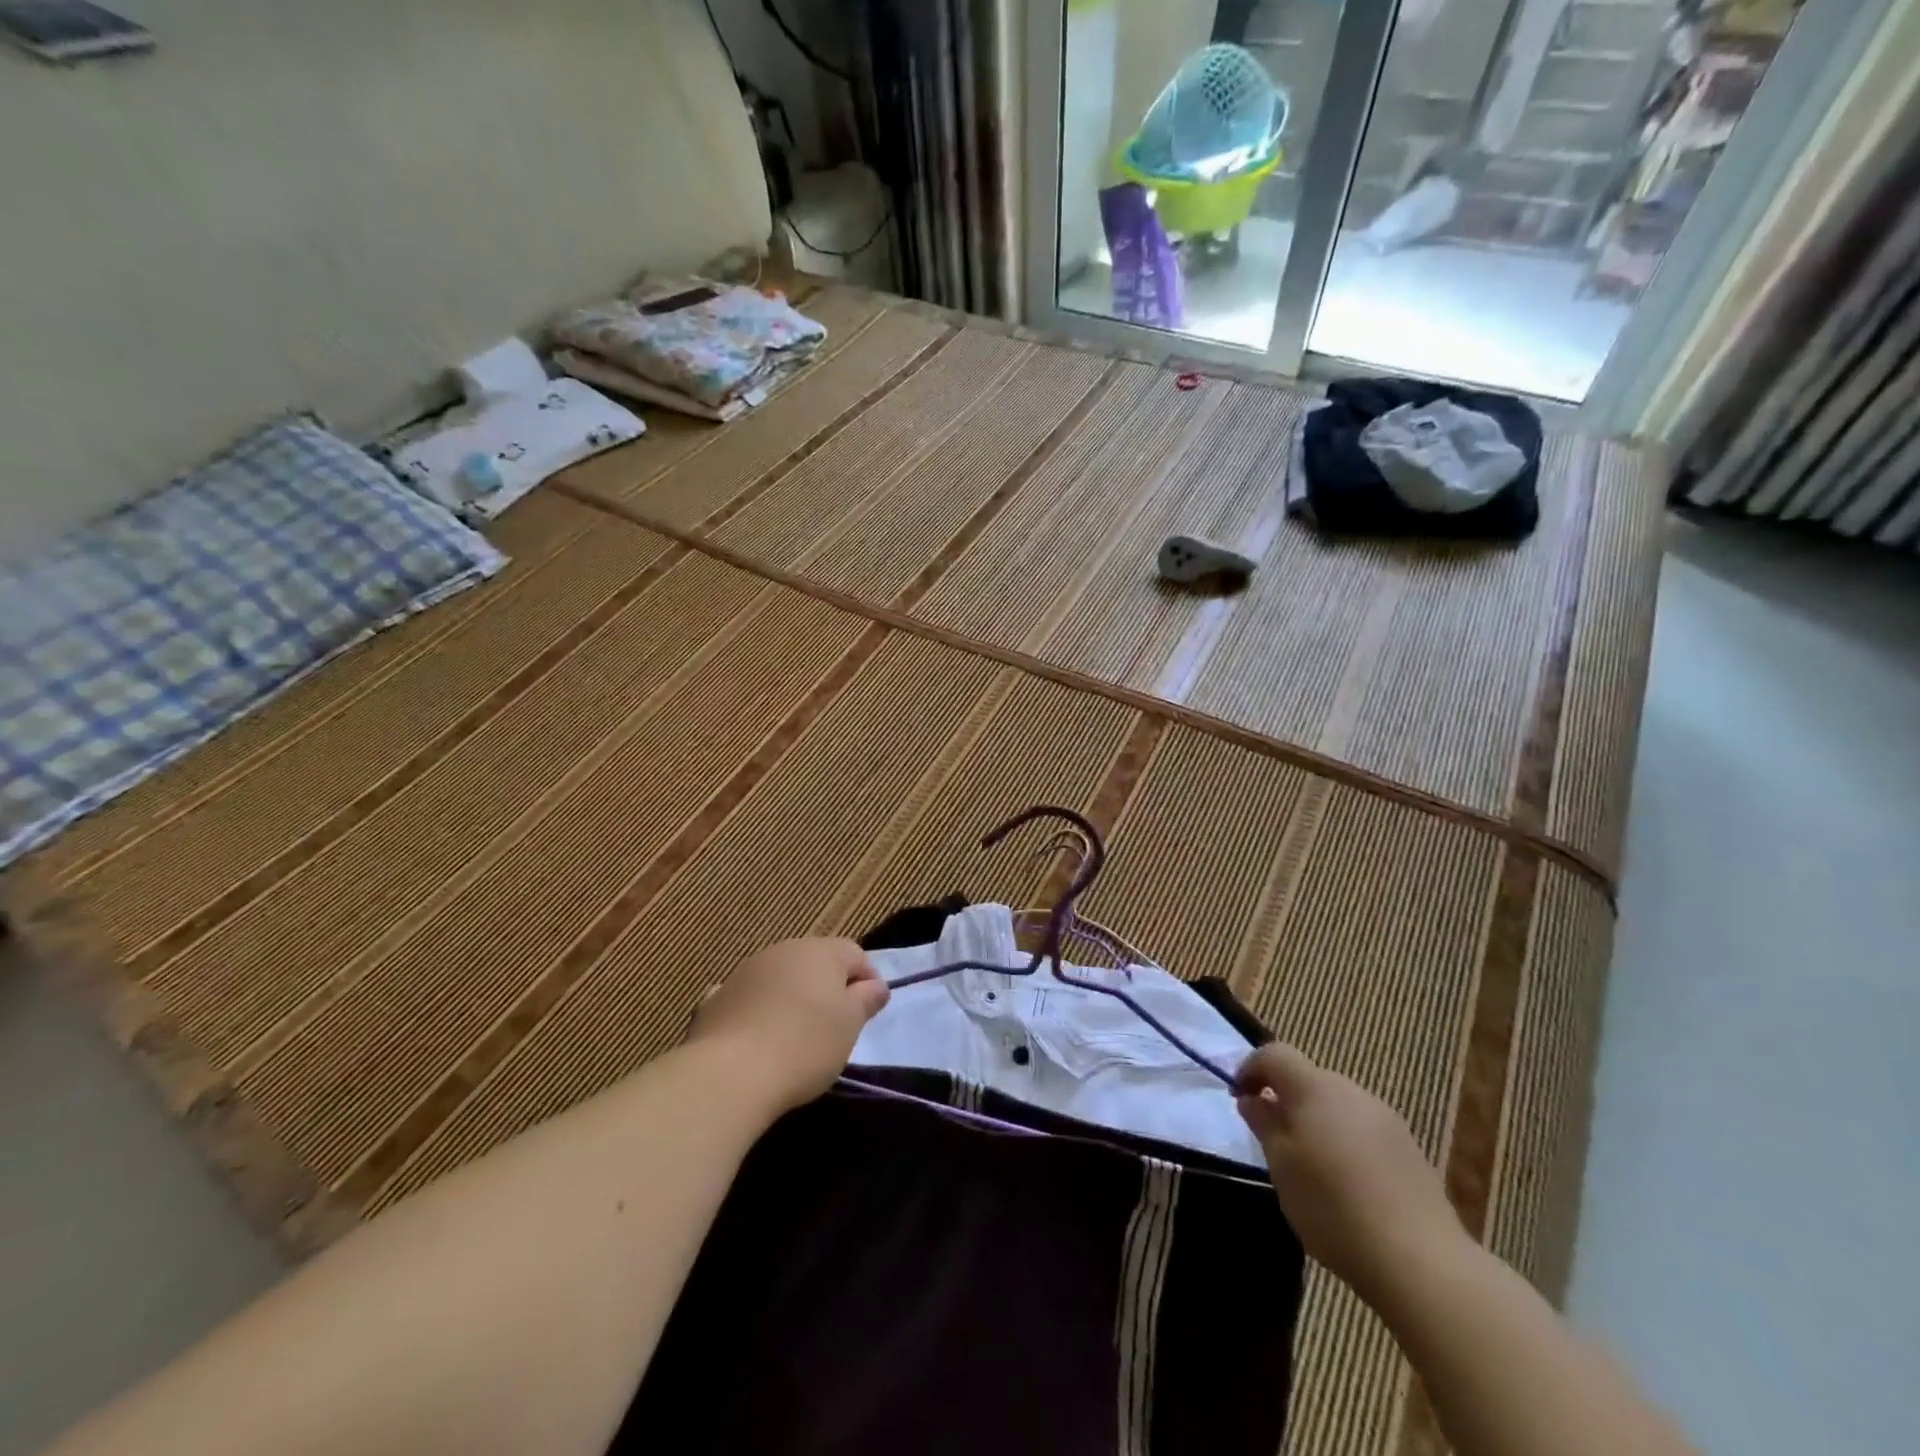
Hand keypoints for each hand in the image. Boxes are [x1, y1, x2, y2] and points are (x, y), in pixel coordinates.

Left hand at [687, 938, 889, 1112]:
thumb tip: (875, 985)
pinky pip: (749, 999)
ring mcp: (745, 971)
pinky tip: (757, 1040)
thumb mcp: (850, 1025)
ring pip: (780, 978)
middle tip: (835, 1027)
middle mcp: (783, 950)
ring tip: (795, 1037)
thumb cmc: (805, 1045)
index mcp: (821, 951)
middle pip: (816, 962)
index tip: (868, 1014)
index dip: (867, 981)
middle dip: (828, 988)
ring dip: (791, 998)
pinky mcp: (717, 998)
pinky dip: (758, 1012)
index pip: (855, 954)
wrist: (729, 1073)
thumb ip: (866, 999)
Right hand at [1234, 1043, 1469, 1306]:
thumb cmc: (1332, 1207)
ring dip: (1316, 1121)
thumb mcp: (1281, 1166)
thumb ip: (1264, 1124)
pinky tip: (1347, 1185)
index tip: (1238, 1097)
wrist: (1422, 1262)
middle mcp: (1351, 1091)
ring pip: (1337, 1105)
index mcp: (1314, 1087)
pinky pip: (1363, 1130)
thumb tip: (1253, 1098)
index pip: (1275, 1054)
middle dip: (1285, 1097)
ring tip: (1308, 1164)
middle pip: (1308, 1078)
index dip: (1251, 1068)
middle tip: (1270, 1135)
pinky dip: (1344, 1142)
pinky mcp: (1410, 1150)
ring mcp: (1386, 1119)